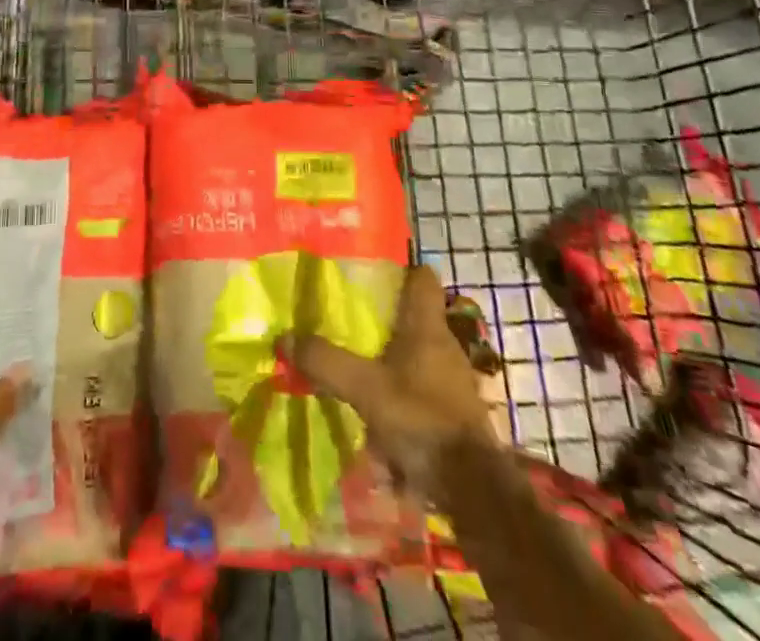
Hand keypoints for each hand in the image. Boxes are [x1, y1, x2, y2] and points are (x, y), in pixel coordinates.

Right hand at [290, 266, 509, 504]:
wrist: (474, 491)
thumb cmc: (422, 421)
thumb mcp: (364, 389)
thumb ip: (325, 361)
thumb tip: (284, 336)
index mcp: (427, 326)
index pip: (422, 276)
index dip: (399, 267)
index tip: (367, 271)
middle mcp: (444, 344)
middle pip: (414, 315)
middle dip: (383, 315)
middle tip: (346, 317)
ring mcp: (453, 380)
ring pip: (416, 352)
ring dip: (390, 356)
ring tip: (355, 363)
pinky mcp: (454, 412)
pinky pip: (421, 386)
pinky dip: (400, 390)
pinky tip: (376, 407)